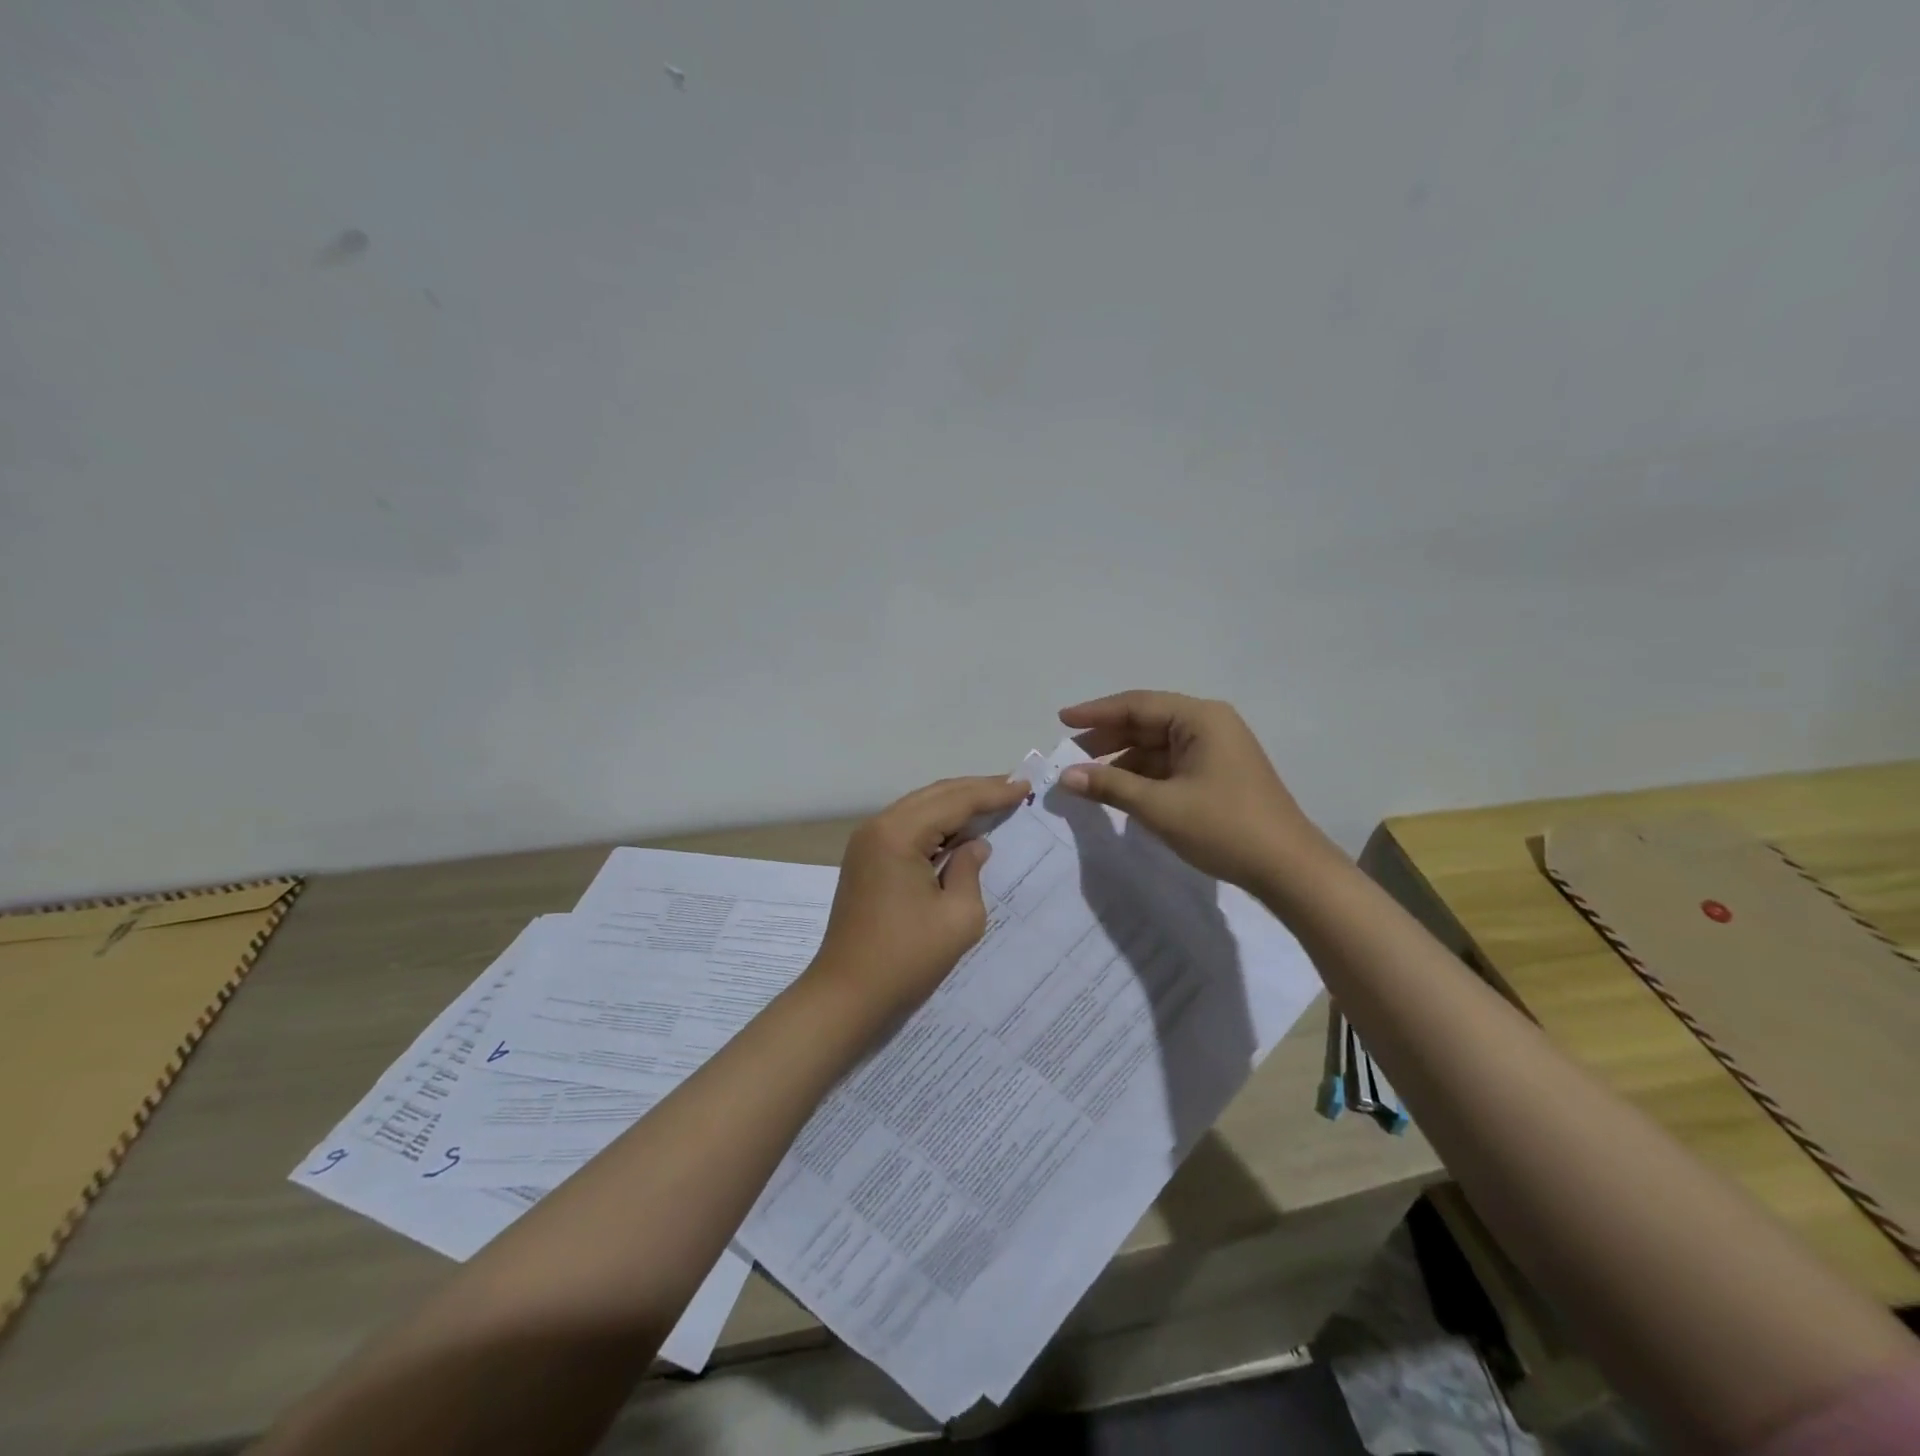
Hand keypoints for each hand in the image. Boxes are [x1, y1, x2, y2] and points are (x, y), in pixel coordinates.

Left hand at [809, 774, 1031, 1032]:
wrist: (846, 994)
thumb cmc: (906, 958)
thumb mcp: (958, 917)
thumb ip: (971, 870)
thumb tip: (975, 845)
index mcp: (899, 834)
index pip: (955, 801)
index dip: (993, 793)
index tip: (1026, 786)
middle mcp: (878, 827)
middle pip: (935, 795)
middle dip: (975, 790)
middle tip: (1014, 787)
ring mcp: (866, 842)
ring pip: (919, 807)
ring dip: (955, 805)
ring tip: (993, 802)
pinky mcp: (865, 860)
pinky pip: (907, 827)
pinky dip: (936, 824)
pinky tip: (959, 831)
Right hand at [1056, 690, 1331, 891]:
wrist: (1288, 869)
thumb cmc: (1224, 827)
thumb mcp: (1160, 807)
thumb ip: (1110, 786)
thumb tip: (1066, 777)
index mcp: (1199, 719)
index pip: (1137, 705)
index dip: (1095, 713)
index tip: (1061, 720)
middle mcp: (1208, 726)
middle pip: (1146, 723)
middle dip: (1106, 738)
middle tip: (1069, 755)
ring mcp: (1215, 751)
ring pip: (1156, 747)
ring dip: (1122, 761)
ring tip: (1086, 778)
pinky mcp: (1217, 775)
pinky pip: (1170, 766)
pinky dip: (1142, 776)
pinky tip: (1119, 792)